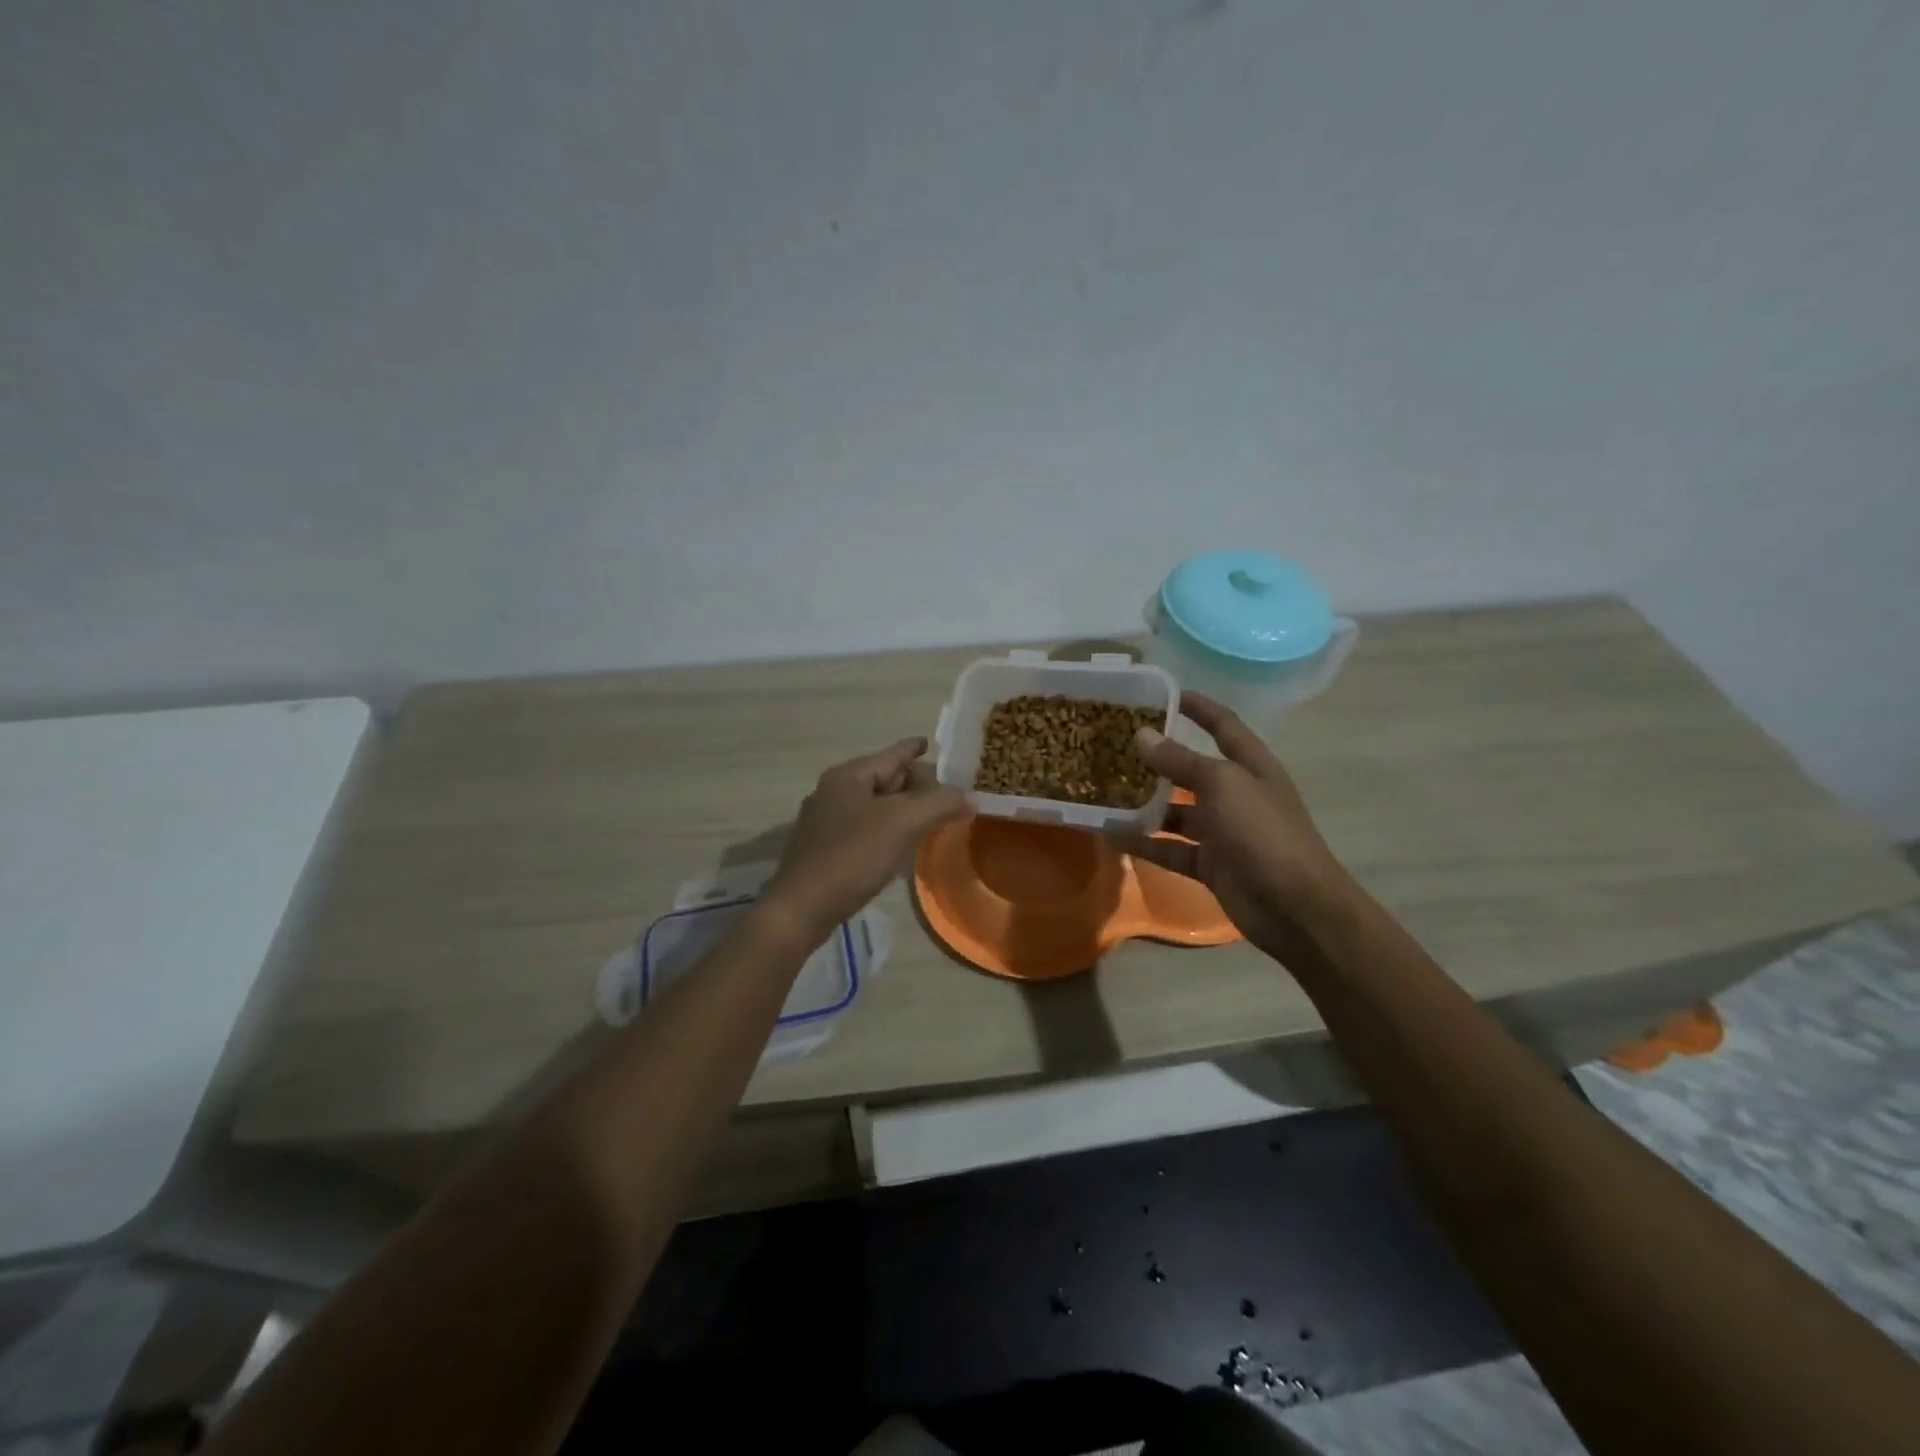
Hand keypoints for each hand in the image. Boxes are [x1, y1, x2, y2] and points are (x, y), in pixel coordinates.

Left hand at [761, 737, 972, 944]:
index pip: (890, 755)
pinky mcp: (825, 850)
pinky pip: (864, 829)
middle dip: (913, 783)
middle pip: (882, 779)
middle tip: (944, 790)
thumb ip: (939, 804)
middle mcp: (833, 793)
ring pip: (873, 806)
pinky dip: (887, 830)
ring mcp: (825, 823)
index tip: (929, 742)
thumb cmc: (852, 856)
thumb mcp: (902, 823)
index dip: (913, 748)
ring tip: (929, 815)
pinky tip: (902, 845)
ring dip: (902, 809)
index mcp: (847, 777)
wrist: (802, 909)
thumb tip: (968, 797)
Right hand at [1116, 693, 1348, 960]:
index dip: (1198, 707)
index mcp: (1250, 766)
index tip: (1162, 694)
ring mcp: (1223, 831)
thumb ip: (1180, 761)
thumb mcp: (1221, 785)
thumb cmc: (1262, 832)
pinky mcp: (1209, 864)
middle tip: (1115, 746)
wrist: (1292, 906)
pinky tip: (1111, 835)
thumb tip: (1141, 735)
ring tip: (1103, 791)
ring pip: (1176, 812)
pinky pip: (1170, 848)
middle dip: (1158, 758)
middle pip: (1192, 769)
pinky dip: (1144, 843)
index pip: (1223, 725)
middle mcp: (1236, 794)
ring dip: (1144, 804)